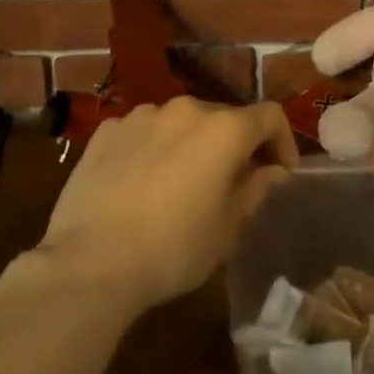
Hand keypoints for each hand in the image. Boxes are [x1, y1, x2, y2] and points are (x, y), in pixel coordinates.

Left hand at [39, 98, 296, 308]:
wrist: (90, 263)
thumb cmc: (174, 248)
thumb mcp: (228, 227)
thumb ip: (256, 189)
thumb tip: (273, 171)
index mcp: (225, 129)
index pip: (270, 117)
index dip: (283, 141)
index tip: (281, 172)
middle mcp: (186, 109)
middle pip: (224, 117)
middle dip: (235, 145)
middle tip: (231, 182)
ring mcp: (142, 116)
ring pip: (181, 123)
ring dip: (191, 144)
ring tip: (181, 182)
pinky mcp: (106, 132)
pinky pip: (143, 132)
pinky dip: (152, 148)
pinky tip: (141, 182)